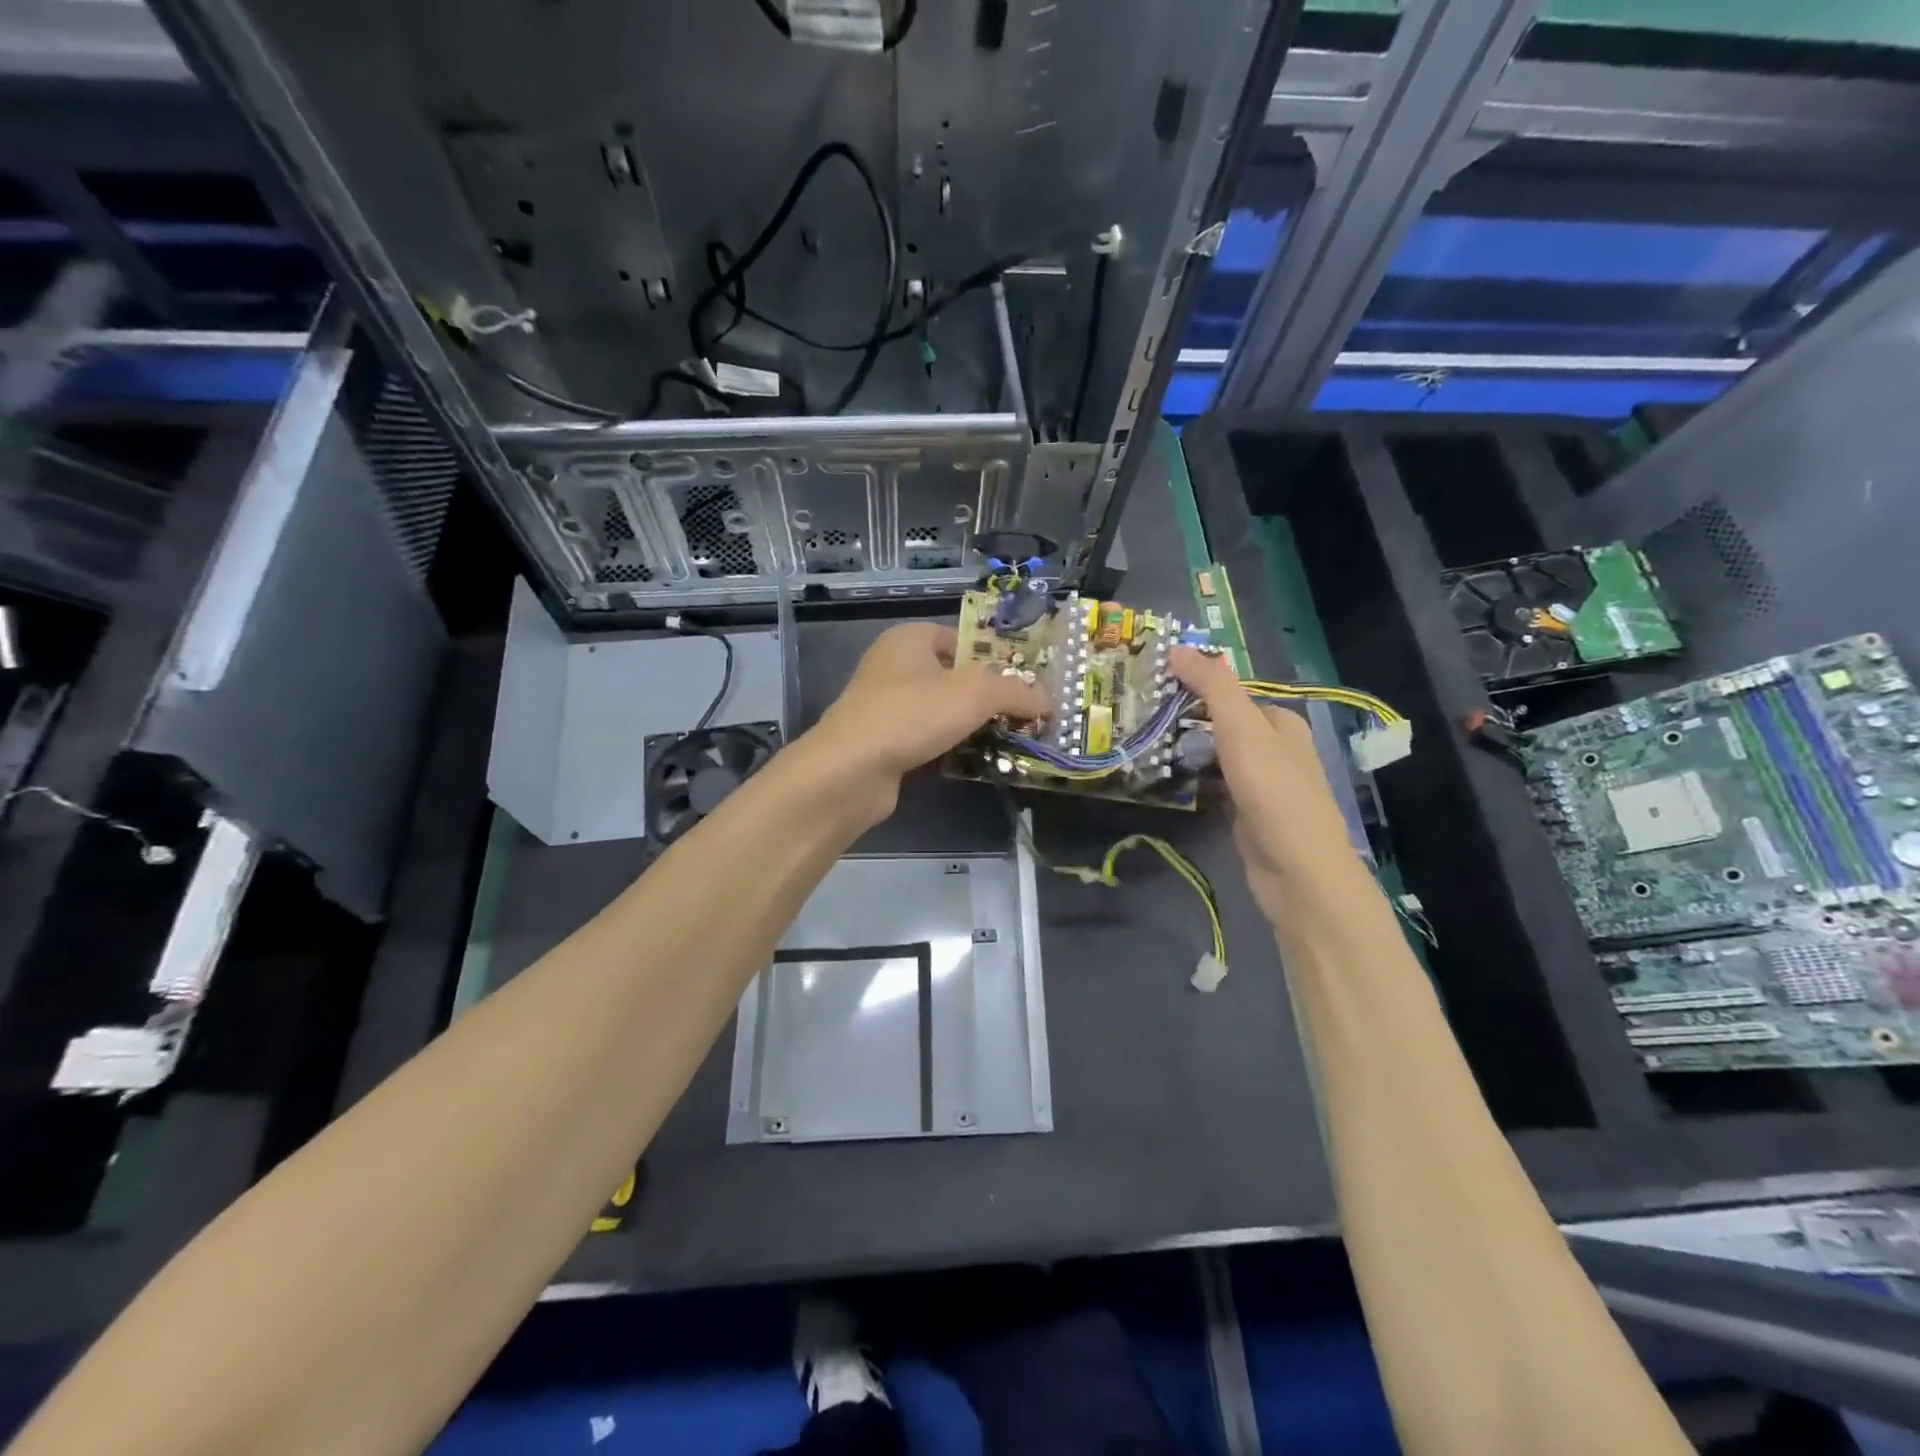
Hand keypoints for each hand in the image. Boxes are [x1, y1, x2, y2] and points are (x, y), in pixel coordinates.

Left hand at [807, 622, 1050, 807]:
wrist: (851, 770)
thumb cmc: (911, 714)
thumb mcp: (974, 693)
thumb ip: (1016, 692)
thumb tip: (1048, 702)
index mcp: (909, 639)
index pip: (960, 639)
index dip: (993, 657)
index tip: (1024, 682)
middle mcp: (893, 667)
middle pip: (953, 677)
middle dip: (987, 697)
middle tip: (1024, 715)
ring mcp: (885, 707)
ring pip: (940, 712)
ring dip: (970, 726)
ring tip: (1008, 741)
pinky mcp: (883, 743)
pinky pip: (927, 740)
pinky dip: (949, 749)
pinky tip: (974, 762)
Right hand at [1169, 647, 1360, 923]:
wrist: (1296, 871)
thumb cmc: (1272, 792)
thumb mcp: (1242, 729)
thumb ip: (1213, 687)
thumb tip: (1178, 648)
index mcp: (1282, 723)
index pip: (1233, 693)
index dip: (1197, 685)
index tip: (1155, 685)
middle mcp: (1277, 749)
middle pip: (1224, 723)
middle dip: (1189, 719)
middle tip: (1144, 715)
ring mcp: (1264, 784)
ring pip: (1218, 756)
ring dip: (1189, 751)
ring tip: (1147, 744)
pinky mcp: (1249, 814)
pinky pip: (1216, 786)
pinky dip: (1195, 781)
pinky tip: (1169, 782)